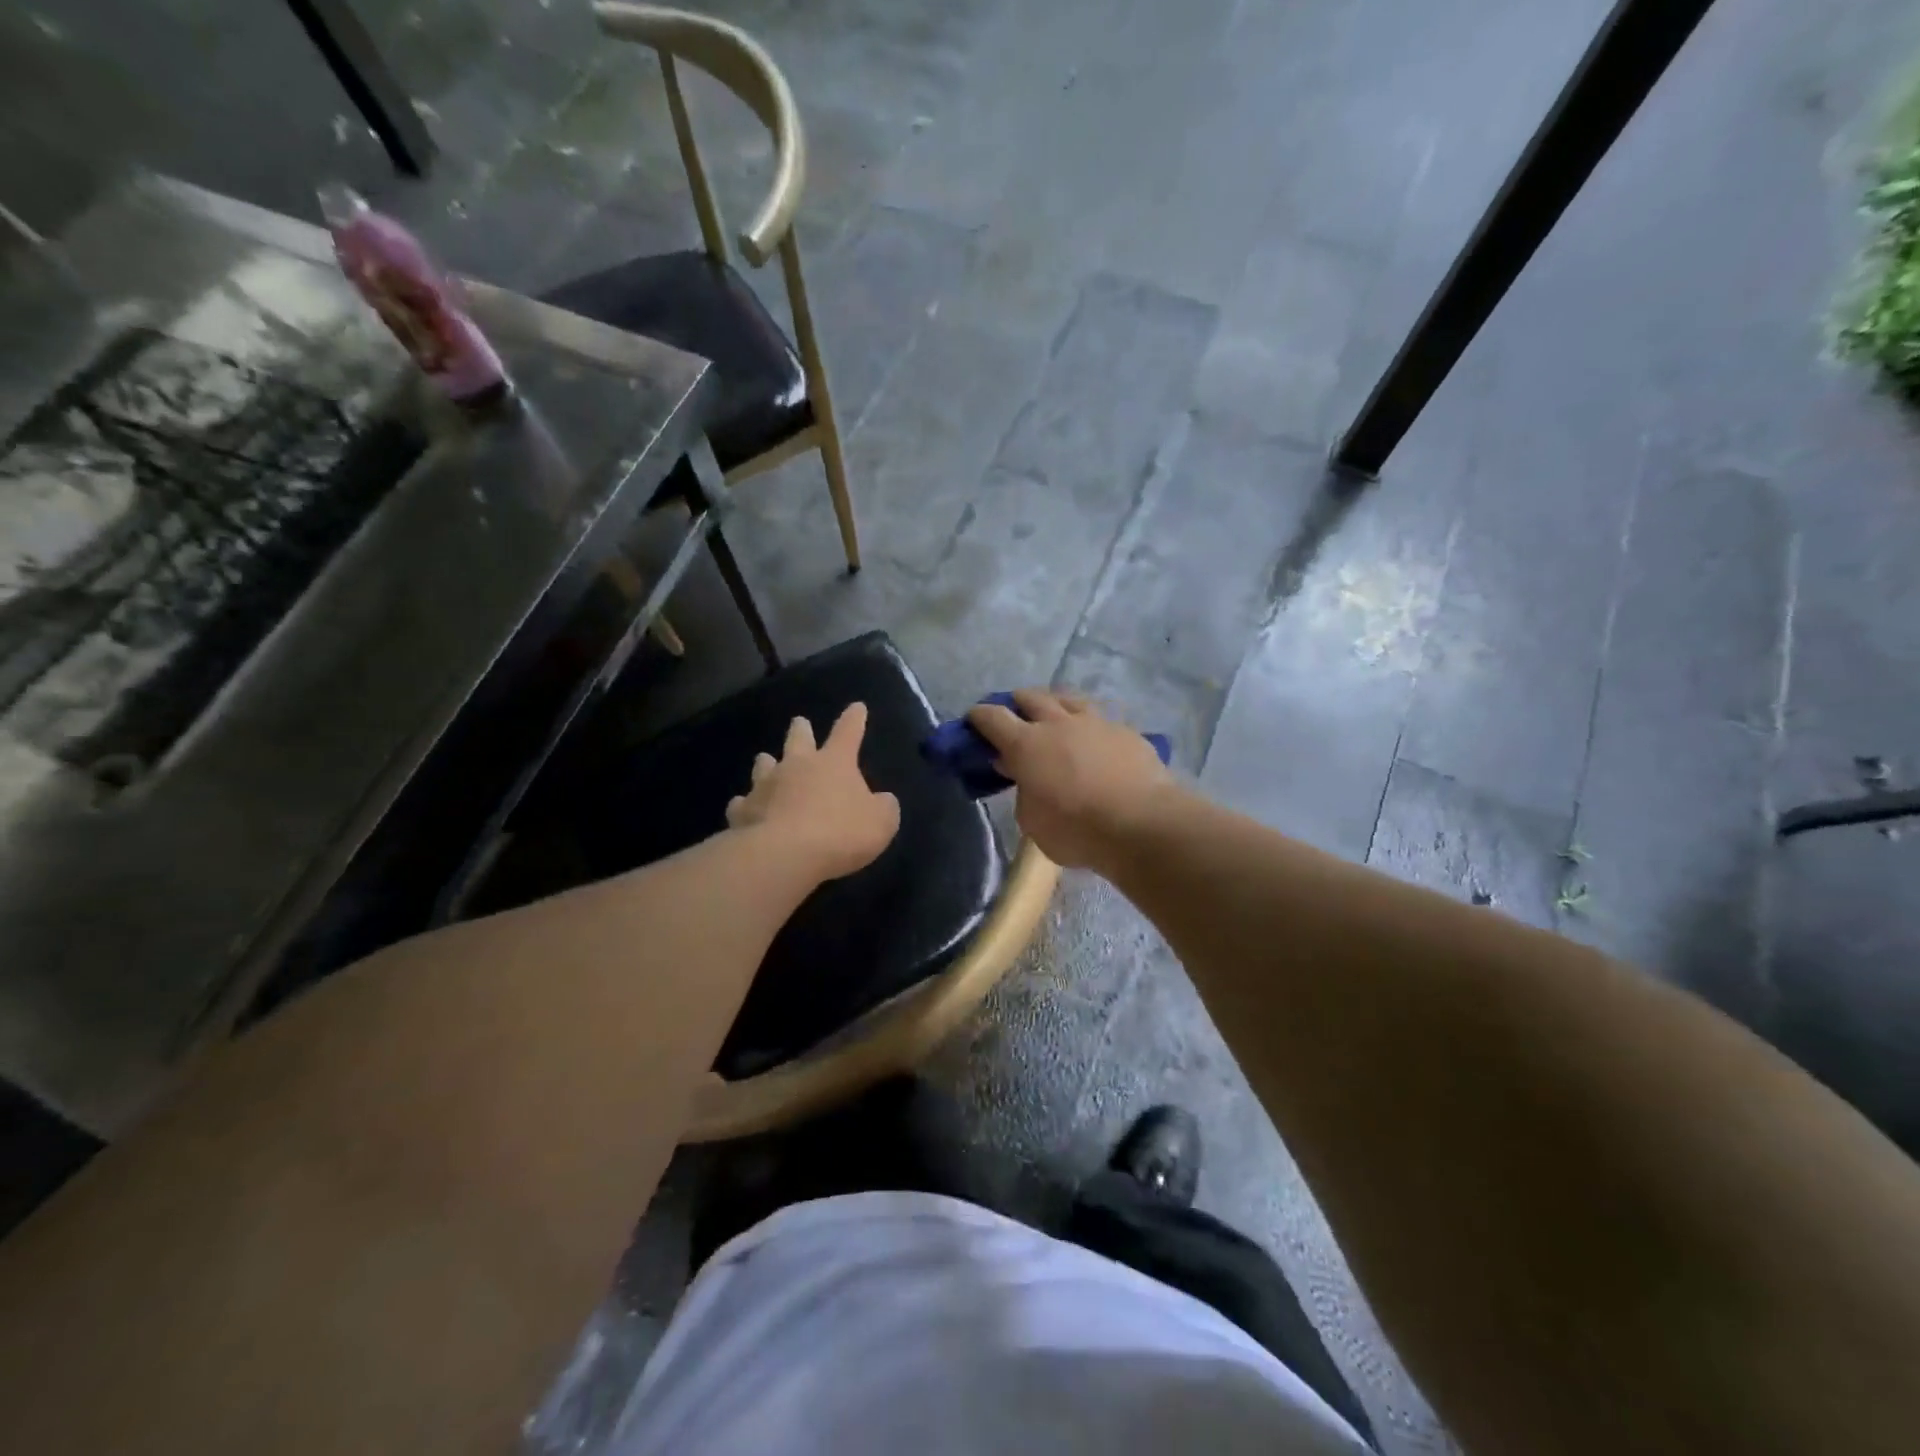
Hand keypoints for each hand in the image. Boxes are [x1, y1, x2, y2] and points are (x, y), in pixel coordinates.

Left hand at [726, 702, 900, 880]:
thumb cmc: (841, 833)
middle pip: (798, 739)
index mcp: (834, 762)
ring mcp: (766, 786)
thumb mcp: (881, 822)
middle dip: (801, 729)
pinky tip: (743, 808)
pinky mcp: (742, 811)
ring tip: (765, 760)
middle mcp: (797, 765)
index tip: (857, 707)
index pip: (848, 732)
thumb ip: (883, 807)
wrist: (785, 855)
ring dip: (767, 762)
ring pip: (764, 765)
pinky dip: (745, 804)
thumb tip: (881, 800)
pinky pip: (742, 803)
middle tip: (799, 723)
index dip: (854, 719)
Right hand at [968, 689, 1176, 870]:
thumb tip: (1025, 778)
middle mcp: (1058, 724)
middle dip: (1017, 702)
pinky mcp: (1127, 732)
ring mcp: (1096, 723)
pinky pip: (1101, 719)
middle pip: (1031, 697)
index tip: (974, 720)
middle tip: (1014, 714)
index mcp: (1026, 744)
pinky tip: (1095, 739)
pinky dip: (1090, 726)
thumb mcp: (1032, 821)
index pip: (992, 718)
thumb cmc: (1076, 830)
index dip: (979, 717)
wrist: (1142, 824)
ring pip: (1069, 699)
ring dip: (1055, 704)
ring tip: (1054, 715)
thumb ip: (1023, 792)